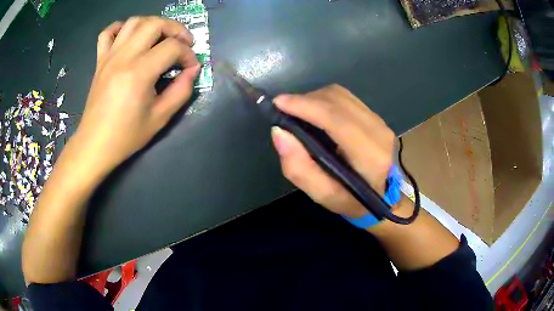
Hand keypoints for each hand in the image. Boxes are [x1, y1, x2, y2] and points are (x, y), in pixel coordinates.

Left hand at [73, 16, 199, 175]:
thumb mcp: (160, 118)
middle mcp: (124, 57)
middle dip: (175, 29)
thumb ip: (181, 91)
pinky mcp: (100, 60)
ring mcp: (110, 56)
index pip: (172, 47)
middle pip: (155, 24)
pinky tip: (130, 36)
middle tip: (182, 43)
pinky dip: (121, 27)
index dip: (188, 54)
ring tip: (160, 37)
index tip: (191, 67)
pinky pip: (107, 32)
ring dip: (152, 24)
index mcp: (140, 72)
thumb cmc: (126, 136)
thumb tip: (192, 70)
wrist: (95, 144)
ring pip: (134, 22)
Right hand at [271, 85, 394, 218]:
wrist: (389, 195)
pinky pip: (345, 98)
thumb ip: (300, 169)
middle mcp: (377, 130)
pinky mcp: (375, 116)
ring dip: (314, 99)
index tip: (278, 103)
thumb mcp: (325, 196)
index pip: (336, 119)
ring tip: (299, 113)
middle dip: (305, 100)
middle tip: (285, 112)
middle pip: (336, 99)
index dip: (305, 106)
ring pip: (340, 95)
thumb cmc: (355, 201)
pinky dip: (325, 101)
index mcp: (369, 155)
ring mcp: (379, 120)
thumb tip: (279, 132)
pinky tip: (316, 114)